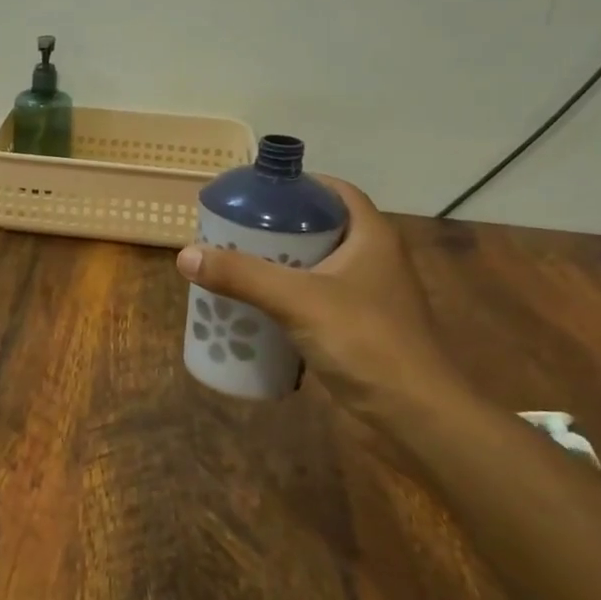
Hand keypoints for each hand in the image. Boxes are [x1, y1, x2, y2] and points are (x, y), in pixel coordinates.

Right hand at [176, 176, 468, 427]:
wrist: (414, 414)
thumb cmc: (365, 341)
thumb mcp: (297, 300)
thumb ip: (242, 276)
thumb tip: (186, 255)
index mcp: (372, 237)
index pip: (337, 192)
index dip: (300, 185)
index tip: (259, 191)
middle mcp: (373, 260)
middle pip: (321, 229)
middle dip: (278, 227)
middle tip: (235, 229)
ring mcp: (366, 298)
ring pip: (316, 267)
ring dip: (279, 265)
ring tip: (236, 264)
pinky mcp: (356, 330)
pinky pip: (314, 301)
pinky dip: (286, 299)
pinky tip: (256, 308)